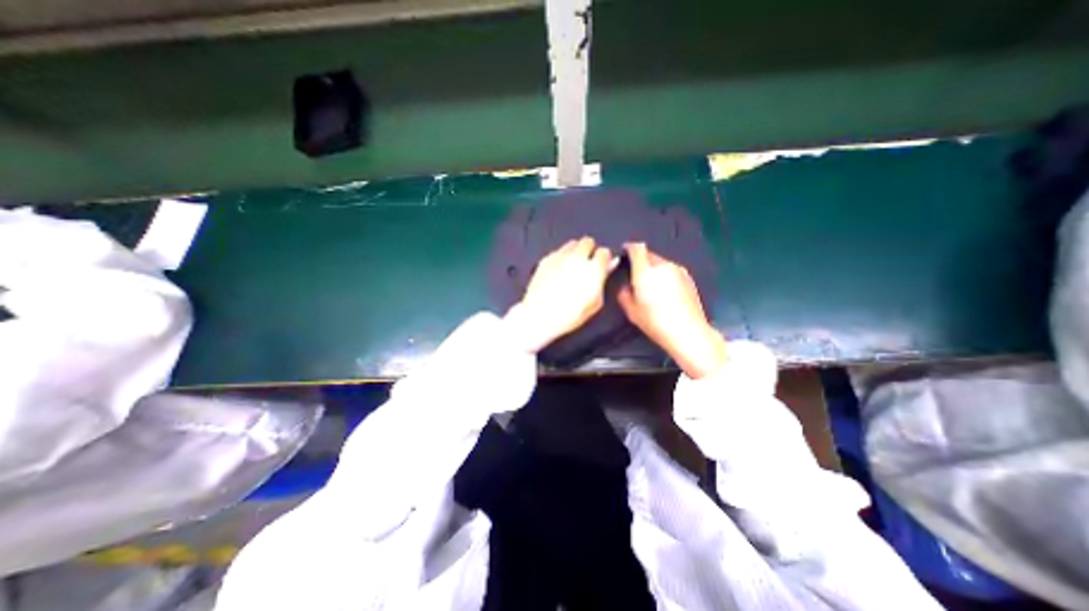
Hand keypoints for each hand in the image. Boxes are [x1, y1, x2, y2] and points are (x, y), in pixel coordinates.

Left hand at [504, 235, 610, 355]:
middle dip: (589, 250)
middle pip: (588, 241)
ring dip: (575, 251)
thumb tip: (608, 266)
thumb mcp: (595, 303)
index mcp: (593, 269)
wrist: (541, 315)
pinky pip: (558, 251)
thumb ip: (602, 281)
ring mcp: (560, 256)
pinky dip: (561, 257)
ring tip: (572, 266)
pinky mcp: (546, 259)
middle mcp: (577, 258)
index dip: (604, 259)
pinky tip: (558, 270)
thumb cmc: (571, 314)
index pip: (604, 252)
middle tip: (587, 263)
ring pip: (572, 243)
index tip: (602, 266)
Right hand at [616, 240, 726, 377]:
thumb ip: (624, 294)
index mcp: (645, 272)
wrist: (688, 332)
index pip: (637, 249)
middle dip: (641, 260)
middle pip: (649, 254)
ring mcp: (678, 270)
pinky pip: (671, 270)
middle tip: (635, 275)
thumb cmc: (656, 322)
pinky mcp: (688, 278)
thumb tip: (625, 287)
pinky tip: (665, 291)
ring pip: (661, 263)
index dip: (629, 247)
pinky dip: (665, 275)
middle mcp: (663, 266)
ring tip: (651, 285)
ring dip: (653, 268)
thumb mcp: (631, 311)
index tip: (624, 251)